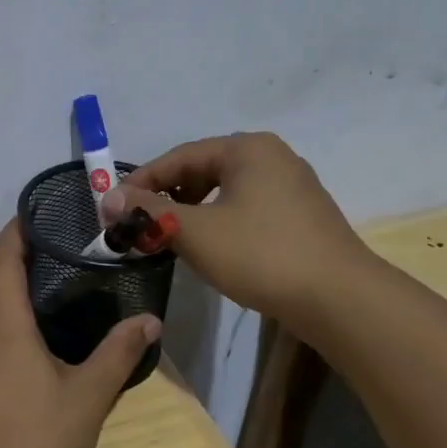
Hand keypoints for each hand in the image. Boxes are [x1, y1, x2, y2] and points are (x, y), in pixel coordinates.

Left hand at [0, 220, 160, 447]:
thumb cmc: (40, 446)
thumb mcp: (88, 399)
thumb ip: (118, 354)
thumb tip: (150, 320)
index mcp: (1, 329)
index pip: (1, 262)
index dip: (14, 234)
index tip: (32, 216)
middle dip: (1, 258)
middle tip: (39, 256)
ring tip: (31, 302)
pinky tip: (14, 357)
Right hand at [99, 132, 379, 332]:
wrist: (339, 298)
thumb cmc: (260, 255)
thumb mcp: (194, 232)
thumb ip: (148, 211)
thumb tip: (107, 197)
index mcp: (247, 149)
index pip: (179, 156)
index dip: (141, 181)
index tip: (114, 207)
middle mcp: (271, 156)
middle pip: (202, 170)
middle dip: (166, 196)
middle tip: (139, 224)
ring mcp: (291, 185)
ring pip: (224, 190)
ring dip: (190, 211)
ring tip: (169, 237)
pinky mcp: (300, 214)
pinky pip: (245, 207)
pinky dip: (218, 220)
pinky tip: (209, 246)